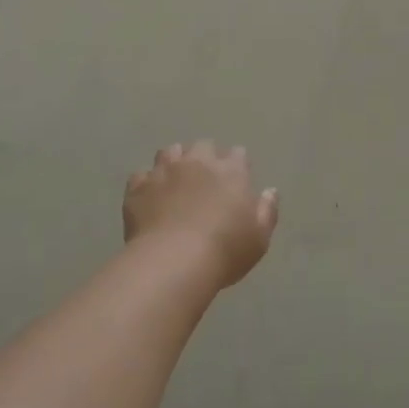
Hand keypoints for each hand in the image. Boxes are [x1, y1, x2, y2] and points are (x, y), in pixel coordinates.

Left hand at [124, 142, 279, 288]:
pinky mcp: (139, 186)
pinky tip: (149, 199)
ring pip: (169, 152)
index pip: (237, 154)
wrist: (174, 261)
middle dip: (204, 158)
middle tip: (204, 181)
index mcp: (231, 170)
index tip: (235, 181)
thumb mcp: (259, 237)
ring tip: (174, 182)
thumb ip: (267, 210)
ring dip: (174, 162)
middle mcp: (198, 162)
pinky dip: (146, 184)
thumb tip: (270, 191)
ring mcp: (165, 171)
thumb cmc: (225, 250)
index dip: (236, 165)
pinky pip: (141, 176)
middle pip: (202, 146)